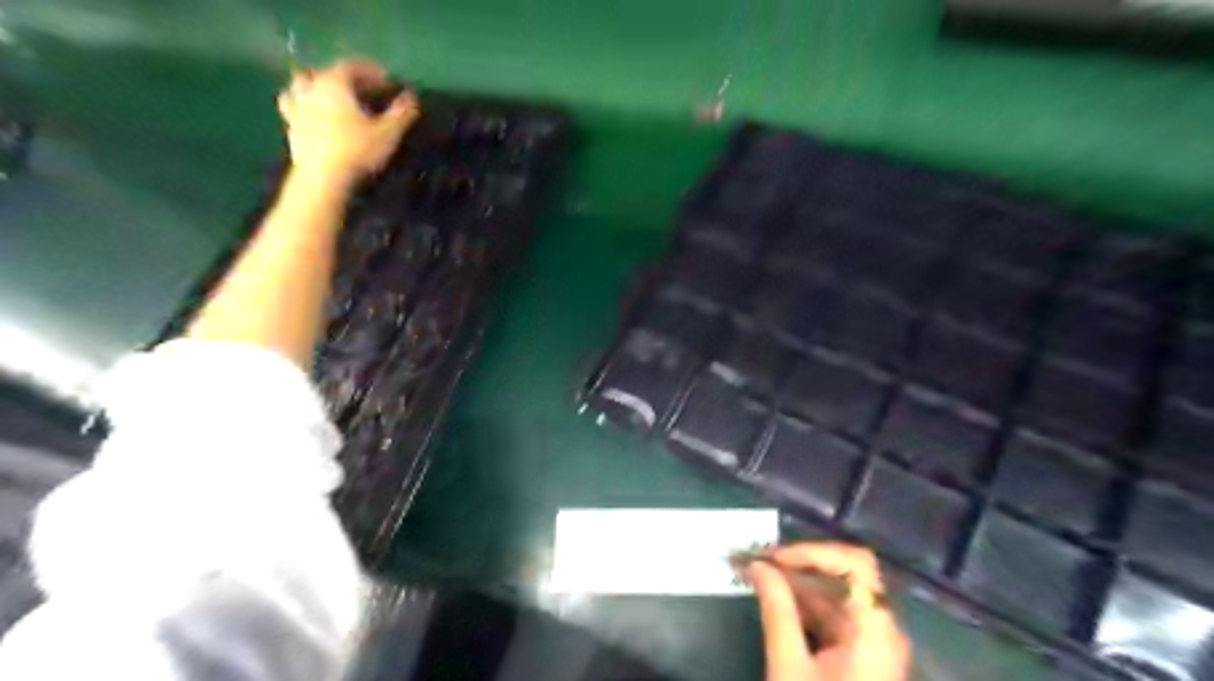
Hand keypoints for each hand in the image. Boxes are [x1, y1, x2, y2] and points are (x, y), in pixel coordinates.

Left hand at [276, 59, 421, 182]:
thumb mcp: (388, 133)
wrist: (323, 178)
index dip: (370, 72)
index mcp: (334, 84)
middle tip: (360, 91)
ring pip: (301, 87)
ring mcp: (296, 108)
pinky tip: (317, 119)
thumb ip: (401, 113)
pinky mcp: (291, 128)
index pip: (351, 67)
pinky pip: (295, 109)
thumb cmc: (357, 151)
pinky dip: (306, 108)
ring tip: (331, 100)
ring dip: (316, 88)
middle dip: (343, 79)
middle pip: (324, 73)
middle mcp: (311, 89)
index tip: (387, 82)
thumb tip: (412, 97)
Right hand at [750, 545, 909, 680]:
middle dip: (797, 565)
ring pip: (835, 597)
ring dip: (796, 584)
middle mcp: (881, 630)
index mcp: (875, 630)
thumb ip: (776, 610)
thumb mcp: (789, 667)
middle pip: (844, 577)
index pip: (854, 565)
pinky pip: (832, 618)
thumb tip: (759, 567)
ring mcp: (873, 644)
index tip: (773, 558)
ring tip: (756, 576)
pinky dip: (803, 606)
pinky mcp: (861, 657)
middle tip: (755, 561)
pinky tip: (773, 601)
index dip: (813, 552)